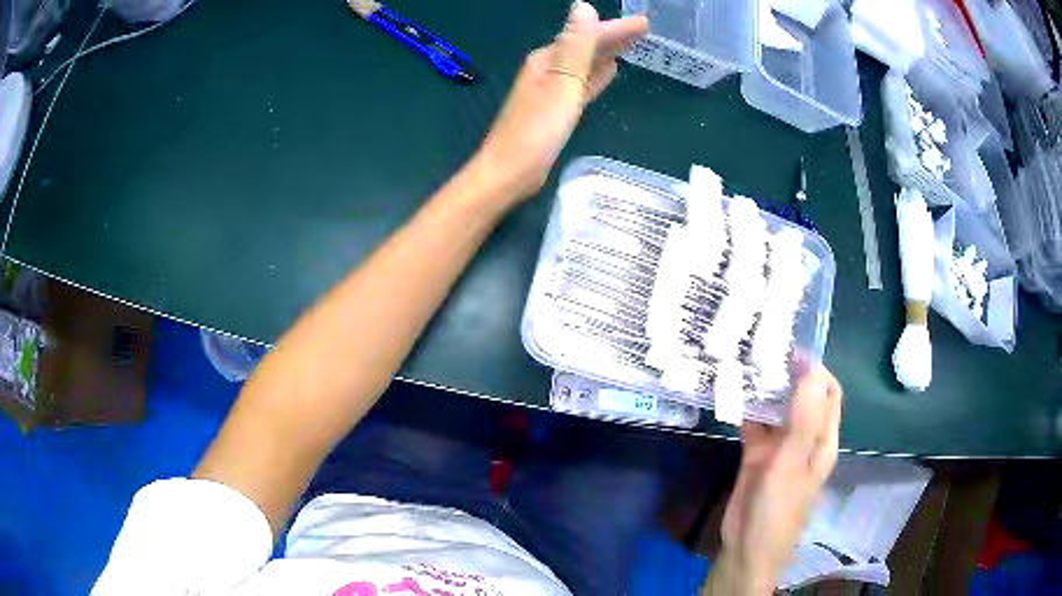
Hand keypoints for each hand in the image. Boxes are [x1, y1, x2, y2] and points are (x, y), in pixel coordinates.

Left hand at [476, 1, 647, 200]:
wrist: (511, 172)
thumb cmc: (537, 129)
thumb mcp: (562, 82)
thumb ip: (576, 46)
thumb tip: (583, 6)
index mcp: (548, 59)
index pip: (587, 35)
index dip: (616, 28)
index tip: (645, 24)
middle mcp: (547, 69)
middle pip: (586, 47)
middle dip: (613, 37)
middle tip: (644, 31)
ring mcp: (551, 90)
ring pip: (585, 64)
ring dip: (606, 54)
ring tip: (631, 47)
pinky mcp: (555, 111)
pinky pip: (582, 85)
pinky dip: (596, 76)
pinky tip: (609, 73)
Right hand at [708, 366, 842, 593]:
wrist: (747, 547)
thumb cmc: (779, 508)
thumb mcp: (793, 462)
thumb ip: (803, 418)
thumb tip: (811, 368)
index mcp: (822, 438)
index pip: (828, 393)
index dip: (815, 369)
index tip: (790, 349)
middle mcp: (804, 437)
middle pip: (802, 396)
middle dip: (788, 373)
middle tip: (762, 348)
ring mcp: (780, 446)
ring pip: (777, 408)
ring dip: (765, 389)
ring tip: (745, 362)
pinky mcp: (757, 454)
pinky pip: (754, 425)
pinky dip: (746, 409)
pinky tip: (731, 393)